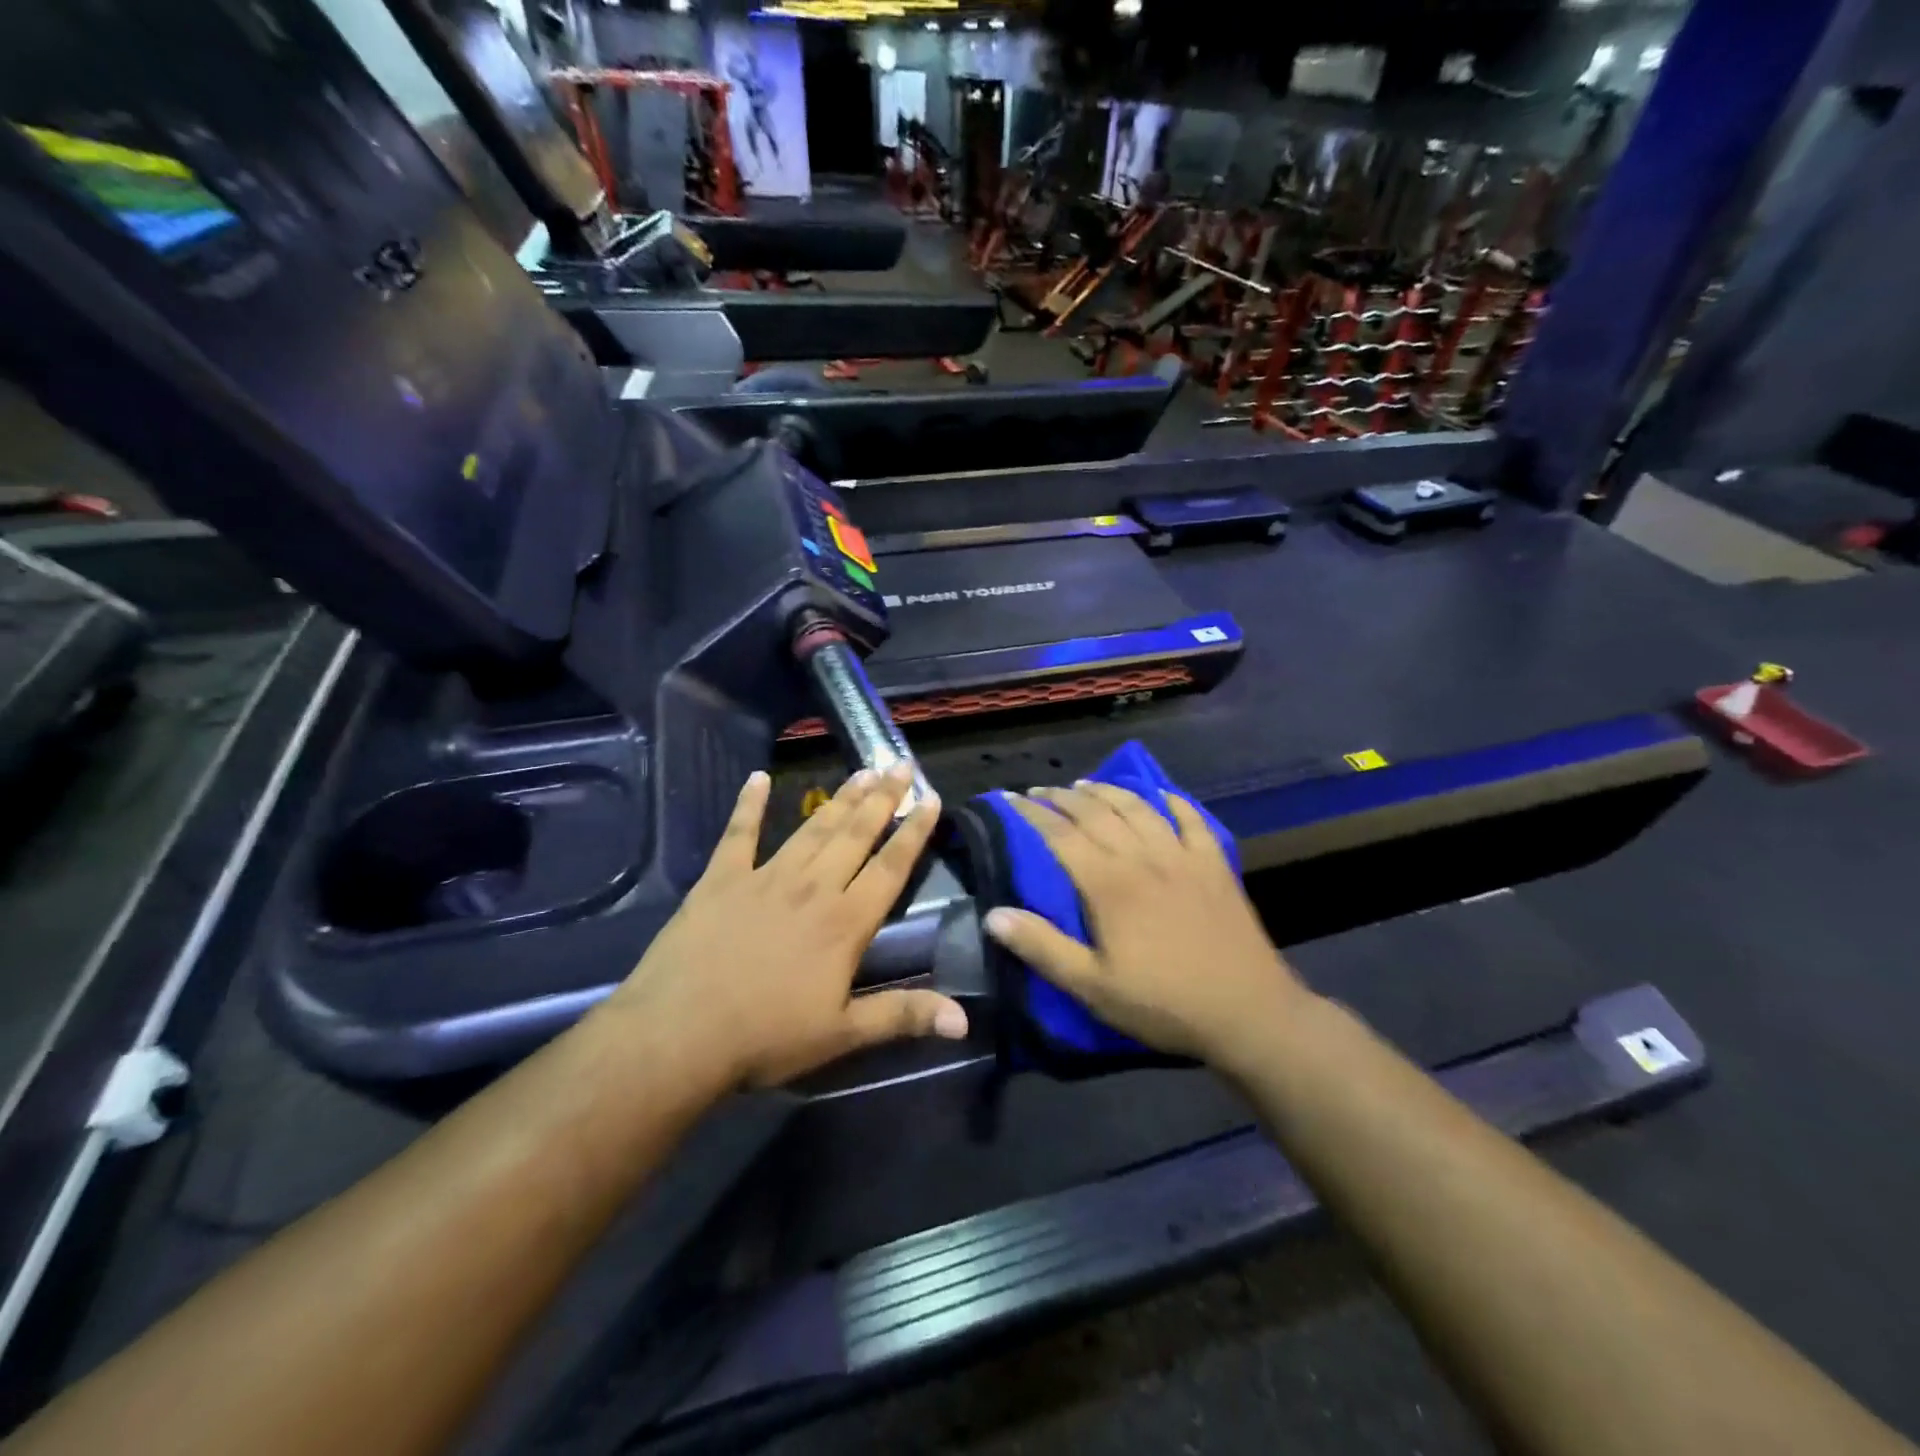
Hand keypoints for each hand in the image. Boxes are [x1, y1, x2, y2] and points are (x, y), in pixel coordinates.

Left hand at [605, 765, 968, 1088]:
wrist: (679, 1033)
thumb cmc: (766, 1037)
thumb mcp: (842, 1034)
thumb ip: (903, 1016)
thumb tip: (965, 1020)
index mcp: (845, 922)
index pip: (890, 867)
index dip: (914, 832)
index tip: (931, 799)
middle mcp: (812, 887)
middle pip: (855, 834)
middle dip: (882, 799)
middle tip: (900, 765)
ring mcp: (765, 877)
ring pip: (812, 828)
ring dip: (839, 798)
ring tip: (861, 772)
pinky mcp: (721, 878)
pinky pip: (739, 833)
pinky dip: (748, 805)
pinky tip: (757, 778)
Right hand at [984, 783, 1308, 1063]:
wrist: (1248, 1012)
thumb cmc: (1163, 1003)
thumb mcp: (1093, 987)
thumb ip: (1043, 948)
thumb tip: (994, 915)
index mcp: (1109, 884)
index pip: (1060, 835)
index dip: (1031, 813)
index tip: (1009, 798)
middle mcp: (1143, 857)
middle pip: (1096, 812)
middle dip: (1063, 797)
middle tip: (1040, 791)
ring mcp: (1182, 856)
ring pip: (1138, 807)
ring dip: (1108, 791)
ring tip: (1085, 784)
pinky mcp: (1214, 865)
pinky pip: (1191, 819)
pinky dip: (1172, 801)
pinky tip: (1160, 794)